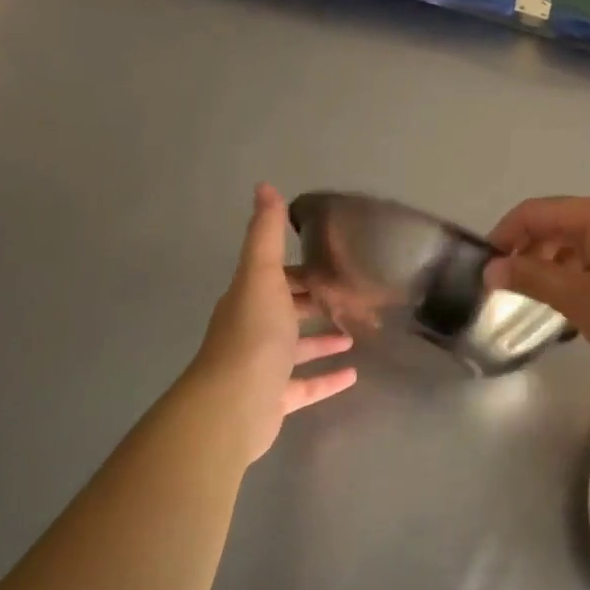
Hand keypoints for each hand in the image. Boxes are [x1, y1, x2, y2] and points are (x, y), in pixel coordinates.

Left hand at [190, 183, 356, 461]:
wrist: (233, 403)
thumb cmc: (252, 334)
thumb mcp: (262, 275)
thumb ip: (266, 235)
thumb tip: (264, 185)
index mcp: (250, 299)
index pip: (278, 278)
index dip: (303, 270)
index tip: (335, 264)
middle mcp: (254, 330)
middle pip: (289, 312)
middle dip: (316, 303)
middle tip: (354, 297)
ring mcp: (264, 367)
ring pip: (297, 349)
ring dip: (323, 341)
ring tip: (355, 334)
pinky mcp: (276, 399)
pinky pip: (306, 385)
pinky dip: (328, 379)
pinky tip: (354, 375)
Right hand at [483, 196, 589, 380]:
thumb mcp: (579, 300)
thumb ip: (532, 279)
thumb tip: (493, 267)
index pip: (535, 212)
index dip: (504, 236)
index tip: (487, 269)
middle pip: (561, 224)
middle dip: (531, 253)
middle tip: (514, 290)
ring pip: (587, 243)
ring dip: (559, 266)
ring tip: (548, 302)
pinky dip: (587, 273)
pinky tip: (588, 305)